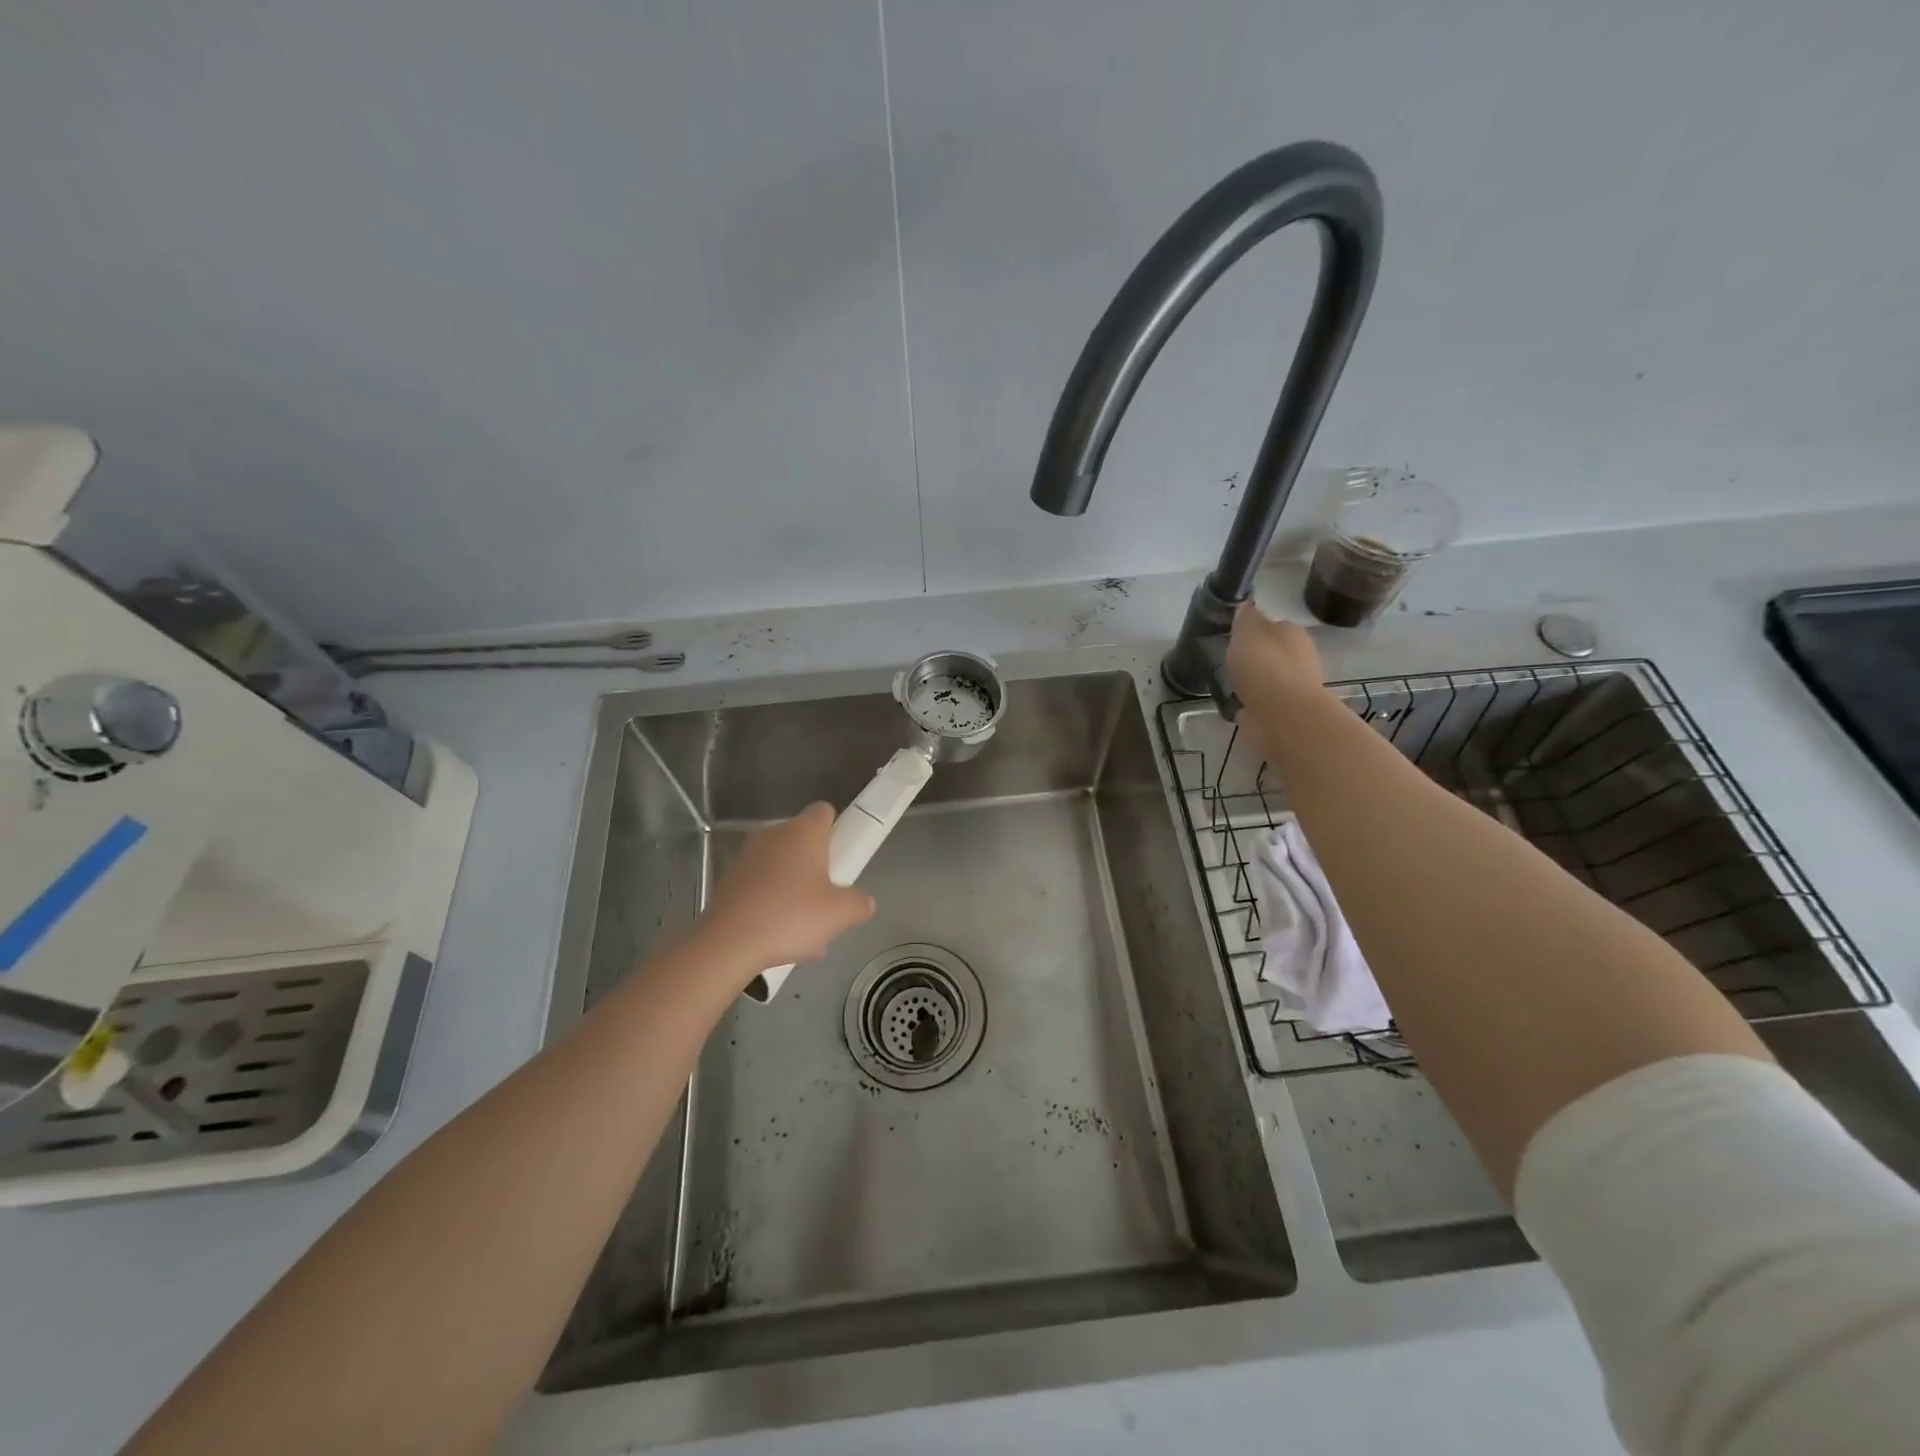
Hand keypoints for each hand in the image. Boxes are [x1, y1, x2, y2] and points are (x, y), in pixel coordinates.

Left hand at [700, 803, 875, 973]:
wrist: (729, 942)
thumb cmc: (792, 915)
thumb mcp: (841, 913)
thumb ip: (859, 903)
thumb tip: (862, 902)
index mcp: (804, 831)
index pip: (824, 812)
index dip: (836, 830)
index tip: (842, 857)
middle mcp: (774, 834)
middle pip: (802, 842)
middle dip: (816, 869)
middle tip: (827, 902)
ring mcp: (747, 856)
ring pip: (781, 868)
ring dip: (794, 890)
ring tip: (804, 931)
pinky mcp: (728, 880)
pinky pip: (760, 887)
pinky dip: (771, 904)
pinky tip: (779, 937)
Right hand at [1226, 600, 1325, 713]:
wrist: (1282, 713)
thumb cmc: (1264, 664)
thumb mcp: (1248, 630)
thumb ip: (1246, 618)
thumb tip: (1247, 607)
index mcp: (1293, 632)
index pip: (1273, 626)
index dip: (1254, 632)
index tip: (1235, 640)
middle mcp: (1301, 656)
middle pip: (1274, 653)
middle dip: (1256, 658)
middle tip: (1232, 664)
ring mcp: (1296, 686)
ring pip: (1270, 678)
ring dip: (1255, 682)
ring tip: (1232, 687)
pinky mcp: (1287, 711)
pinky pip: (1265, 702)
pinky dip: (1253, 703)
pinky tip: (1238, 706)